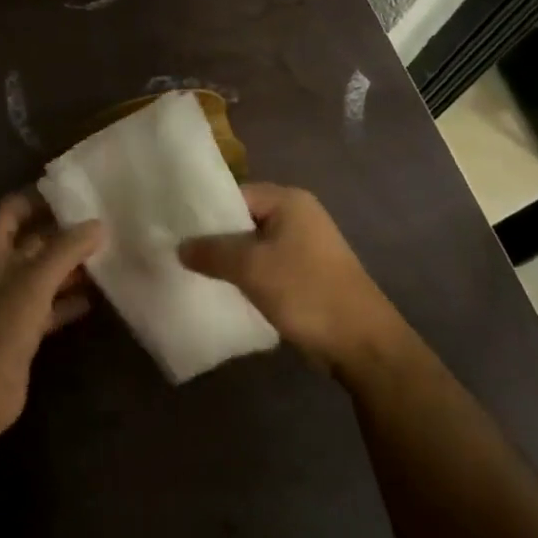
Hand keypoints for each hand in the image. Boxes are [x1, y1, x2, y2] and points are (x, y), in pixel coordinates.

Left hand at [0, 194, 102, 442]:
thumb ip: (66, 249)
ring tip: (107, 255)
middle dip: (62, 232)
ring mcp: (10, 302)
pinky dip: (69, 300)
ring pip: (43, 274)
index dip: (37, 197)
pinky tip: (96, 297)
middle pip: (32, 241)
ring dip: (70, 266)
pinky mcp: (22, 331)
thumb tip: (98, 224)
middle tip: (102, 223)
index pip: (11, 209)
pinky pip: (49, 306)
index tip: (73, 192)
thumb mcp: (35, 280)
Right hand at [178, 183, 402, 372]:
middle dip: (215, 237)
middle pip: (243, 219)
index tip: (175, 228)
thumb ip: (211, 251)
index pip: (234, 194)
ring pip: (254, 245)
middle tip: (179, 251)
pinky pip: (266, 266)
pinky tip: (223, 289)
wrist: (362, 343)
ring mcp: (305, 246)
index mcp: (289, 201)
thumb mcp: (250, 267)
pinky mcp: (307, 274)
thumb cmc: (305, 291)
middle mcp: (298, 215)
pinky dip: (247, 275)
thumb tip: (180, 247)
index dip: (204, 211)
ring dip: (230, 259)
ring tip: (195, 271)